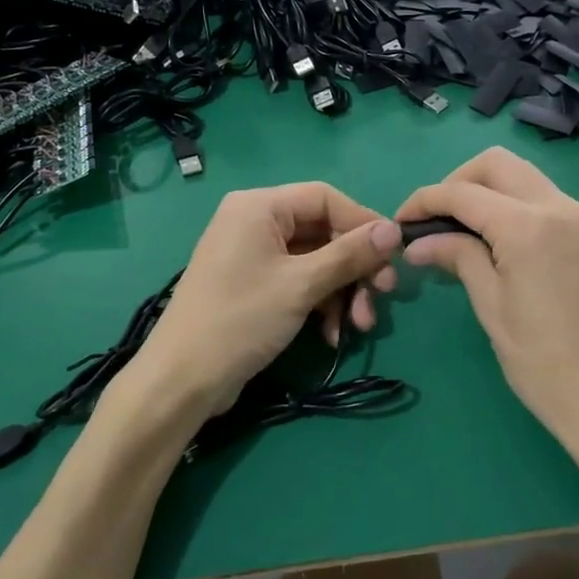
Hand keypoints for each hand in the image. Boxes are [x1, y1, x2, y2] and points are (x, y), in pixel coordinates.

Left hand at [134, 182, 401, 419]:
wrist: (183, 380)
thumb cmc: (241, 320)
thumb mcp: (302, 285)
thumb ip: (350, 254)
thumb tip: (395, 230)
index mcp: (259, 207)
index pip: (325, 198)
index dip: (363, 223)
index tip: (394, 254)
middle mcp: (255, 222)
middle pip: (323, 231)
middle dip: (356, 267)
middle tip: (384, 294)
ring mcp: (254, 256)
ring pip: (316, 261)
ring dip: (343, 292)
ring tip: (361, 325)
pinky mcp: (255, 286)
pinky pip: (300, 282)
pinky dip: (321, 304)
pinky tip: (333, 336)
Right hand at [397, 148, 578, 496]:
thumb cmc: (542, 362)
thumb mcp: (491, 307)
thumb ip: (458, 258)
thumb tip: (418, 242)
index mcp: (527, 225)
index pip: (463, 192)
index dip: (424, 200)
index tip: (399, 222)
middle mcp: (557, 206)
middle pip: (497, 164)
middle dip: (457, 182)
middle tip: (433, 220)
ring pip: (523, 176)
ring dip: (485, 189)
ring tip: (457, 229)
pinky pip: (542, 198)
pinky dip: (510, 204)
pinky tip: (492, 239)